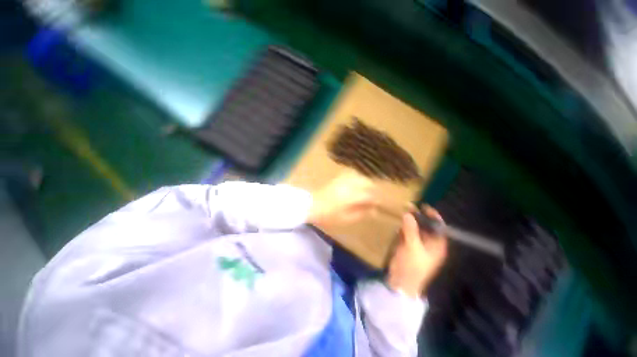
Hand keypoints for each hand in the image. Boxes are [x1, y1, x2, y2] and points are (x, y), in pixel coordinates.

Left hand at [308, 172, 378, 229]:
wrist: (312, 205)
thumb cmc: (329, 215)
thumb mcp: (346, 218)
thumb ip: (361, 213)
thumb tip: (373, 210)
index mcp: (351, 196)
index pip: (369, 195)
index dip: (376, 200)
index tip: (377, 205)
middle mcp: (349, 185)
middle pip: (367, 183)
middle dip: (373, 190)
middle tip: (373, 199)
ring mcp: (343, 179)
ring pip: (361, 176)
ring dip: (367, 183)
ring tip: (367, 191)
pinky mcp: (338, 177)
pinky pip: (352, 174)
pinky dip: (358, 178)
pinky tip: (358, 184)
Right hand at [387, 206, 447, 297]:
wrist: (401, 280)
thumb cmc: (412, 265)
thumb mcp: (412, 247)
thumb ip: (411, 230)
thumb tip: (408, 214)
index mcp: (437, 245)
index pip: (439, 227)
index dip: (433, 216)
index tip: (424, 206)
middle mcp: (430, 243)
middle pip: (427, 226)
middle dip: (419, 216)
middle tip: (409, 206)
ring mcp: (419, 244)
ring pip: (417, 228)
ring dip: (411, 220)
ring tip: (403, 210)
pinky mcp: (409, 245)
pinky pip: (408, 232)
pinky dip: (404, 226)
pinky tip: (399, 220)